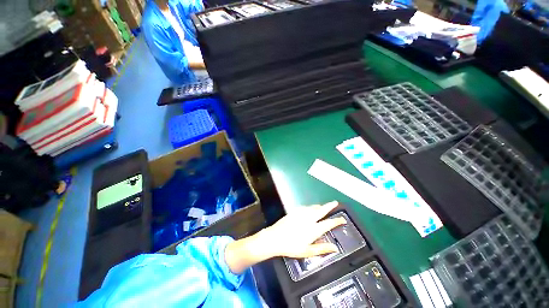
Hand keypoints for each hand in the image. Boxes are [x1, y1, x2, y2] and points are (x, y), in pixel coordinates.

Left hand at [259, 201, 345, 257]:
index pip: (329, 223)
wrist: (275, 237)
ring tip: (323, 207)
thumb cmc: (292, 247)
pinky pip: (306, 207)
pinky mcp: (294, 211)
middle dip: (330, 206)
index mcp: (314, 229)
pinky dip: (311, 207)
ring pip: (313, 207)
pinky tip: (310, 209)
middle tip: (335, 202)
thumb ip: (322, 249)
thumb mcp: (308, 251)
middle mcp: (309, 218)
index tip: (343, 219)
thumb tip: (335, 248)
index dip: (337, 221)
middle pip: (322, 210)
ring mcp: (301, 213)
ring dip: (320, 206)